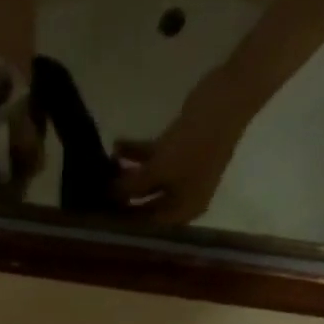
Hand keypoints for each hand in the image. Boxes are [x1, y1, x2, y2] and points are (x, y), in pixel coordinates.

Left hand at [114, 86, 256, 225]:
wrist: (228, 96)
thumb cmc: (196, 142)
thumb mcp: (160, 170)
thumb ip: (132, 186)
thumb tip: (110, 195)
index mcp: (185, 209)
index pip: (151, 227)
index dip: (126, 224)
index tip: (102, 220)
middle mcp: (183, 195)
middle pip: (146, 205)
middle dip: (123, 199)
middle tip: (95, 196)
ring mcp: (181, 171)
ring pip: (147, 180)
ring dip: (126, 174)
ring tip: (102, 169)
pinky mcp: (177, 149)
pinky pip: (151, 157)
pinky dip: (135, 153)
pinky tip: (116, 144)